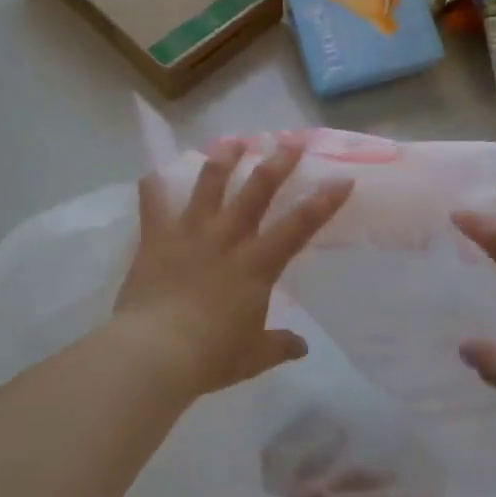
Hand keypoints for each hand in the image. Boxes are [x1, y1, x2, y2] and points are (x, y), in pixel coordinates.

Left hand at [115, 141, 353, 400]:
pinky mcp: (156, 237)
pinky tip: (153, 173)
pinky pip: (153, 204)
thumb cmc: (209, 357)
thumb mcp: (253, 356)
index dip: (323, 201)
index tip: (342, 178)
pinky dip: (153, 187)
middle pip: (256, 190)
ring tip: (233, 140)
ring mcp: (189, 233)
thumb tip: (301, 346)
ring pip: (209, 184)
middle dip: (278, 162)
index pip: (298, 226)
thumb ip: (279, 345)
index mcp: (256, 265)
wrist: (153, 353)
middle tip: (291, 140)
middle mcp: (226, 238)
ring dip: (224, 158)